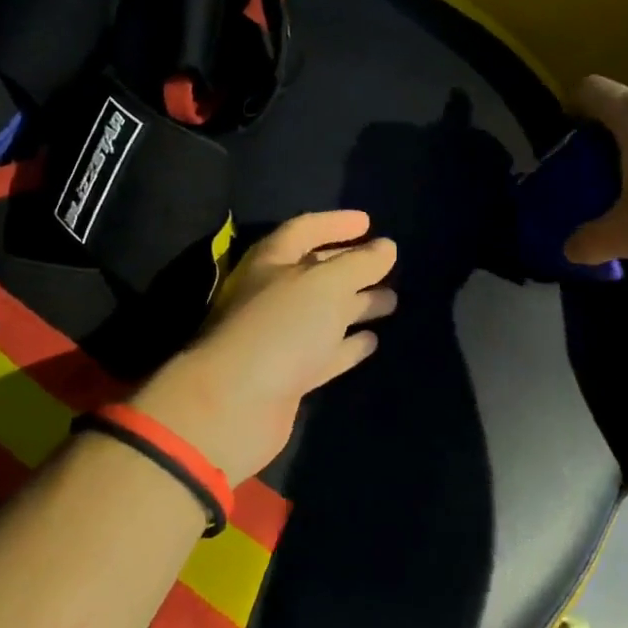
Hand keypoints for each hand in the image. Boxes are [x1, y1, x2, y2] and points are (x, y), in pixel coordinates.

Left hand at [133, 211, 396, 483]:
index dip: (336, 223)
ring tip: (392, 300)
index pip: (305, 230)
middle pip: (317, 271)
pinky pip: (325, 351)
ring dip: (356, 304)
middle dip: (352, 266)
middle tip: (389, 264)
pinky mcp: (289, 374)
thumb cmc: (280, 327)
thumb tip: (387, 247)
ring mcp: (280, 336)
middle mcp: (273, 293)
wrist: (235, 405)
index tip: (369, 222)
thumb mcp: (326, 284)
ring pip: (325, 313)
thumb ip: (359, 263)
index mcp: (272, 261)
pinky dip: (348, 345)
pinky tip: (372, 341)